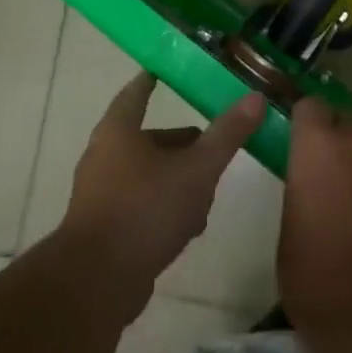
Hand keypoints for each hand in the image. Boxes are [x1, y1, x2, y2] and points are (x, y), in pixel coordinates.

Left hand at [60, 71, 264, 315]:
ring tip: (208, 194)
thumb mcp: (197, 170)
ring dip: (177, 180)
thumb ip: (226, 135)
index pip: (136, 93)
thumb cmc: (146, 210)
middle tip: (211, 145)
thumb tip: (255, 97)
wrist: (97, 281)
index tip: (163, 72)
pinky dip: (163, 207)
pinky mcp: (104, 227)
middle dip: (181, 143)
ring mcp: (100, 193)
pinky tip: (188, 228)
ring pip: (147, 174)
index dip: (151, 81)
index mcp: (119, 131)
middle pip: (147, 138)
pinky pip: (140, 205)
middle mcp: (104, 155)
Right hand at [278, 98, 351, 340]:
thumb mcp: (288, 228)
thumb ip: (301, 191)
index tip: (300, 138)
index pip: (311, 105)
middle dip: (337, 133)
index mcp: (316, 147)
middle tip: (328, 166)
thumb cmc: (315, 277)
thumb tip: (311, 187)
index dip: (305, 120)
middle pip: (348, 117)